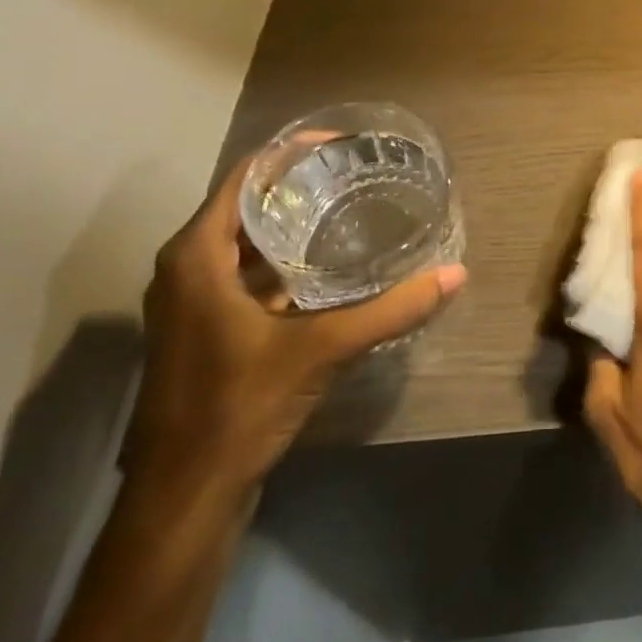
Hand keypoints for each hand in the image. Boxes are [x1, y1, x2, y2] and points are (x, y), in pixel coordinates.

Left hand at [124, 153, 467, 500]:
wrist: (185, 497)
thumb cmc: (238, 406)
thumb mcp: (322, 349)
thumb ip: (390, 309)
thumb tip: (456, 274)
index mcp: (196, 257)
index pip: (244, 178)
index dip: (290, 154)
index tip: (342, 145)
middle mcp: (186, 270)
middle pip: (246, 206)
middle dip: (298, 186)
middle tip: (356, 173)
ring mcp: (193, 304)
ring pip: (245, 243)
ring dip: (291, 224)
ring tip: (349, 208)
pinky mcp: (207, 332)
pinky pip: (247, 275)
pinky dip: (284, 262)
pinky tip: (330, 267)